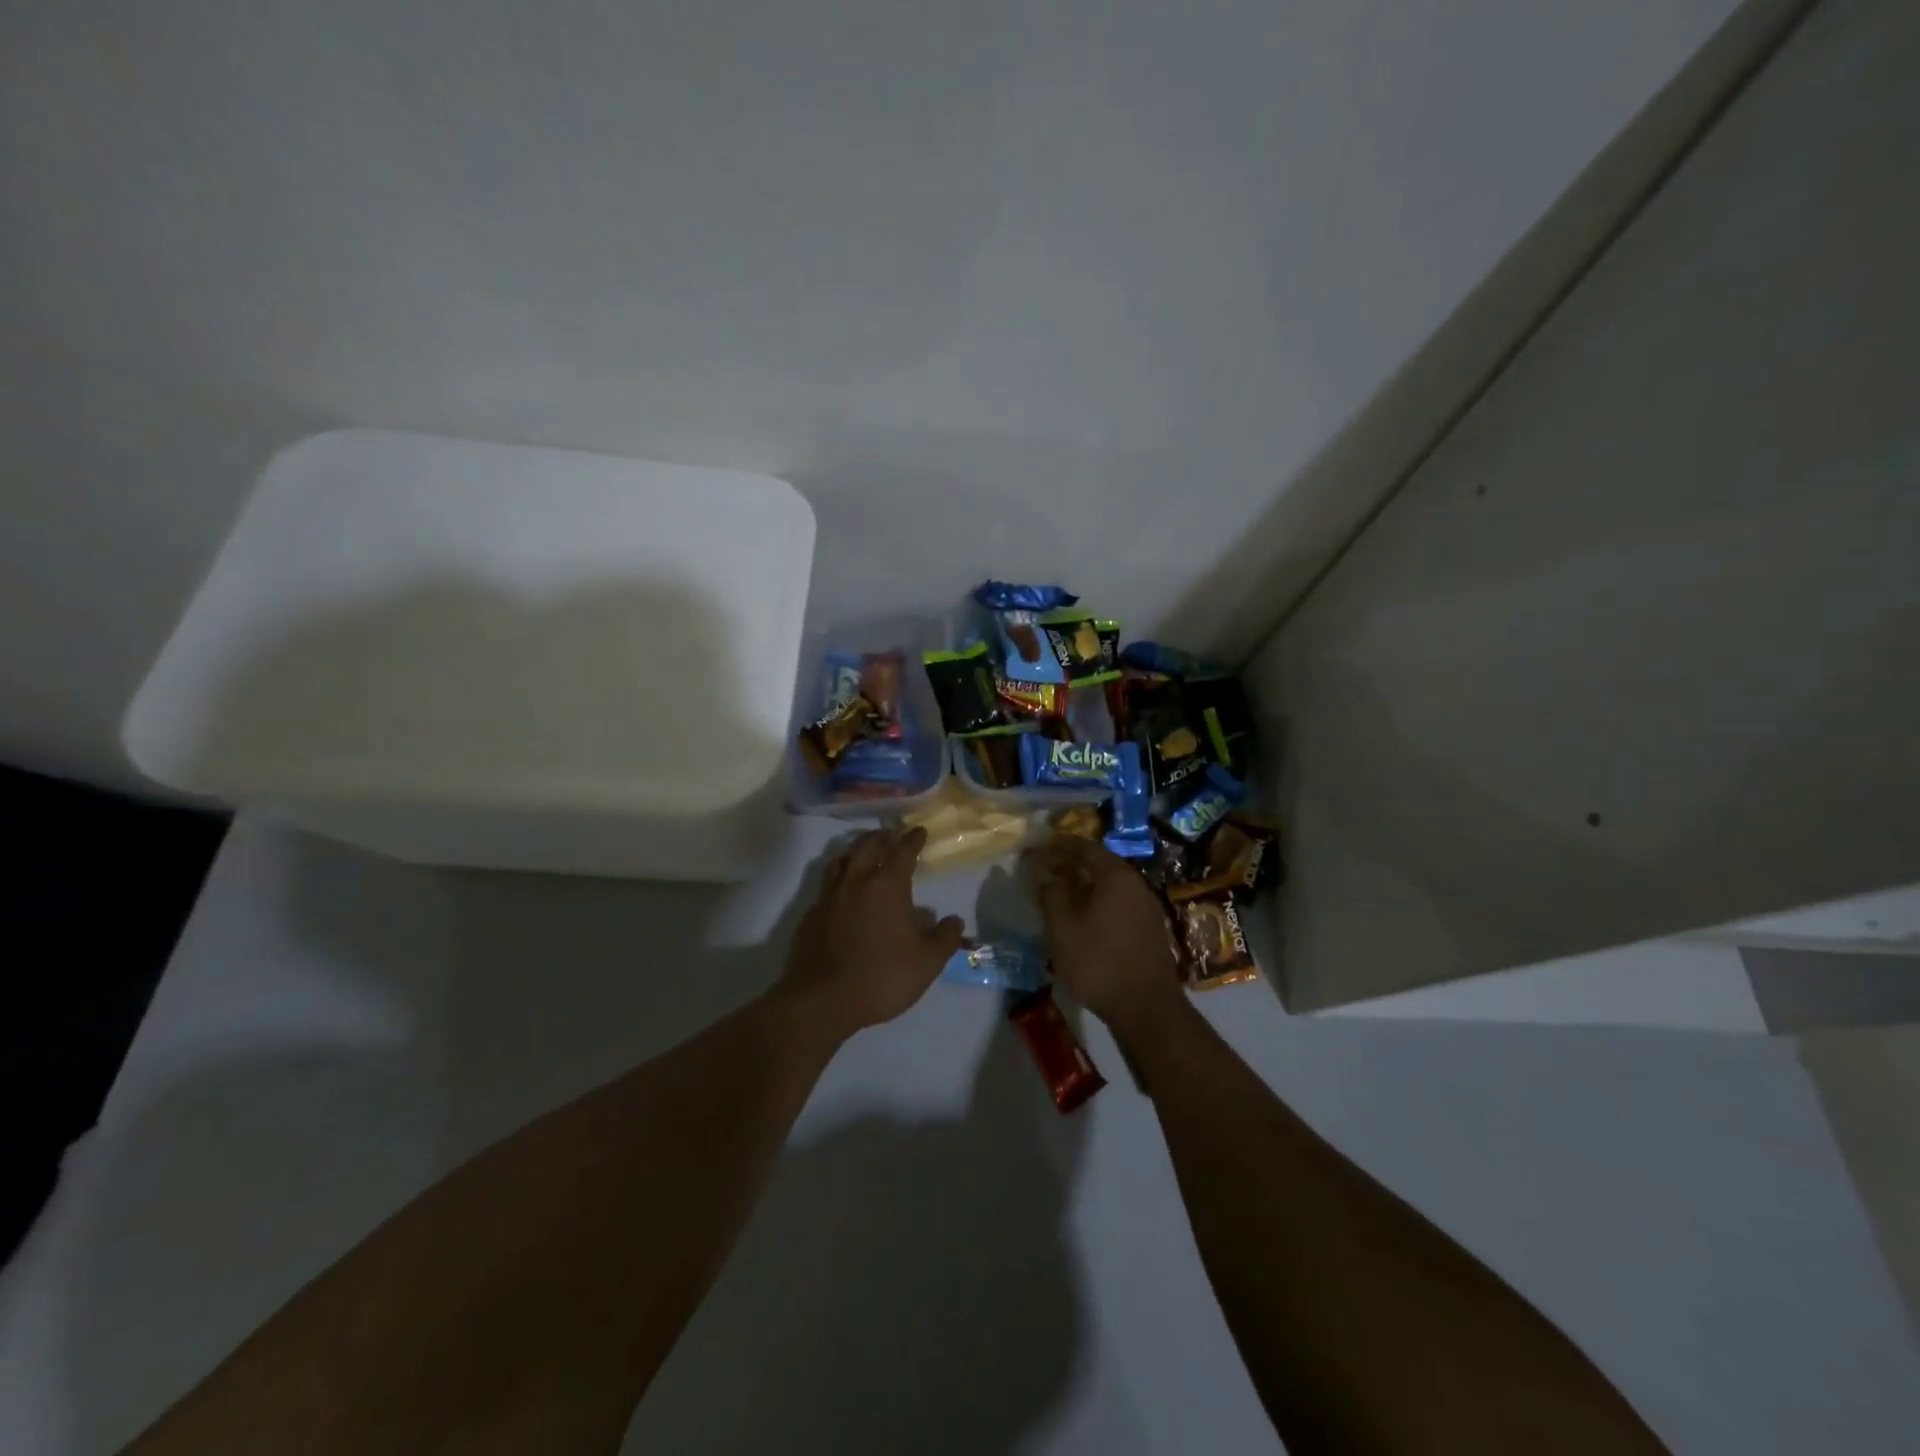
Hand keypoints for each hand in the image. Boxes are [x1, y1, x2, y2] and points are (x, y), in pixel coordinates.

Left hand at [775, 826, 965, 1038]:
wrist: (822, 999)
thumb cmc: (882, 976)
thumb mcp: (927, 962)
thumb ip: (944, 938)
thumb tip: (954, 920)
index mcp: (887, 886)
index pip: (902, 852)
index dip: (912, 839)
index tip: (919, 831)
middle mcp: (856, 882)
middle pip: (867, 846)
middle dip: (882, 837)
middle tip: (891, 834)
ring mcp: (829, 897)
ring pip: (842, 860)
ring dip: (856, 850)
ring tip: (863, 851)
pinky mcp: (810, 915)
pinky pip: (826, 885)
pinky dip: (838, 878)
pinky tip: (842, 891)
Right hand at [1026, 835, 1183, 1038]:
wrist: (1146, 1008)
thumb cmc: (1098, 963)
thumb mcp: (1062, 929)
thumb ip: (1050, 894)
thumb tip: (1043, 872)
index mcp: (1116, 876)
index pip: (1084, 847)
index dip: (1058, 846)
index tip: (1038, 849)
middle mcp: (1136, 884)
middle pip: (1100, 863)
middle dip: (1070, 864)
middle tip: (1045, 871)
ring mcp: (1147, 906)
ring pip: (1110, 884)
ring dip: (1084, 884)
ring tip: (1059, 893)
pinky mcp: (1150, 928)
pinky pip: (1119, 902)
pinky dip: (1098, 900)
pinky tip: (1083, 917)